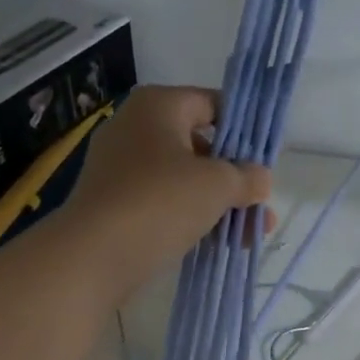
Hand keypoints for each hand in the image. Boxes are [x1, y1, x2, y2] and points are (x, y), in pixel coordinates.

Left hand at [60, 85, 270, 300]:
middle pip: (200, 146)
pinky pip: (164, 204)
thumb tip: (260, 179)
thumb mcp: (217, 185)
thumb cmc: (160, 202)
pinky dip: (191, 219)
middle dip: (234, 177)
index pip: (212, 104)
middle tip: (261, 204)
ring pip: (183, 180)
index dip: (243, 130)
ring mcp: (121, 168)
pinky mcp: (116, 204)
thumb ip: (246, 177)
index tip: (266, 160)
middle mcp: (135, 128)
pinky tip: (220, 244)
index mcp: (158, 106)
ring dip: (219, 204)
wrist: (93, 255)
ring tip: (251, 234)